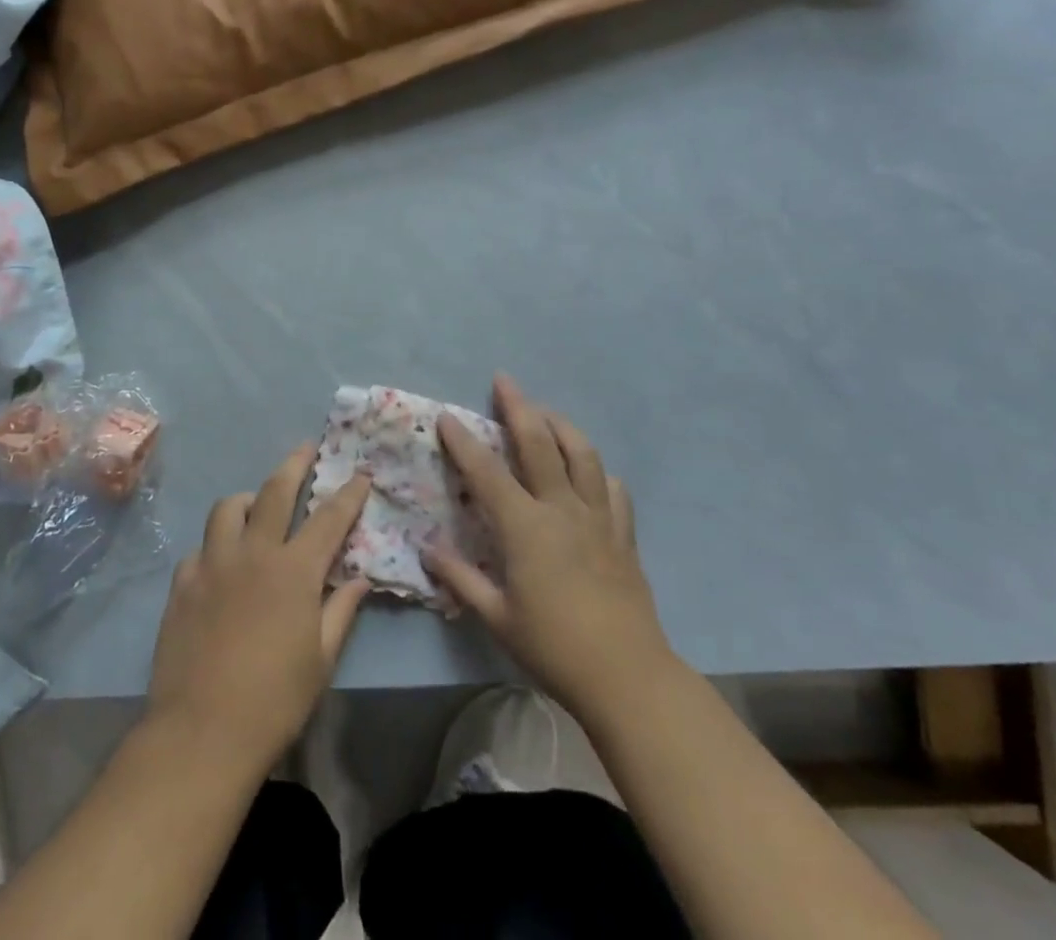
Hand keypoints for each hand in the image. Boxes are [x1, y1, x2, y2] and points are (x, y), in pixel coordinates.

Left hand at [146, 443, 370, 771]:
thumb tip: (358, 578)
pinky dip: (215, 546)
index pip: (329, 518)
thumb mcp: (321, 660)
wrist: (201, 733)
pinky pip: (199, 549)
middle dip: (295, 464)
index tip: (360, 473)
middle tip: (306, 448)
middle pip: (274, 492)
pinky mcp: (182, 585)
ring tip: (255, 506)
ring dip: (247, 499)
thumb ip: (341, 611)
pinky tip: (220, 564)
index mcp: (294, 571)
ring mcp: (212, 565)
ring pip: (228, 509)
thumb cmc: (274, 700)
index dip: (348, 493)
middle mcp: (253, 554)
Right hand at [427, 375, 676, 725]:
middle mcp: (562, 508)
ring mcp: (598, 517)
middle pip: (539, 443)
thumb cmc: (553, 647)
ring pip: (582, 454)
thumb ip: (461, 578)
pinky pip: (613, 489)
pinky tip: (590, 473)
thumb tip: (428, 549)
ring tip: (546, 413)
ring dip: (561, 426)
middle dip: (518, 407)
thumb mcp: (497, 617)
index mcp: (526, 527)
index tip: (447, 417)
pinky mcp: (623, 534)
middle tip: (504, 381)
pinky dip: (598, 472)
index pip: (487, 473)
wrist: (626, 675)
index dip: (464, 442)